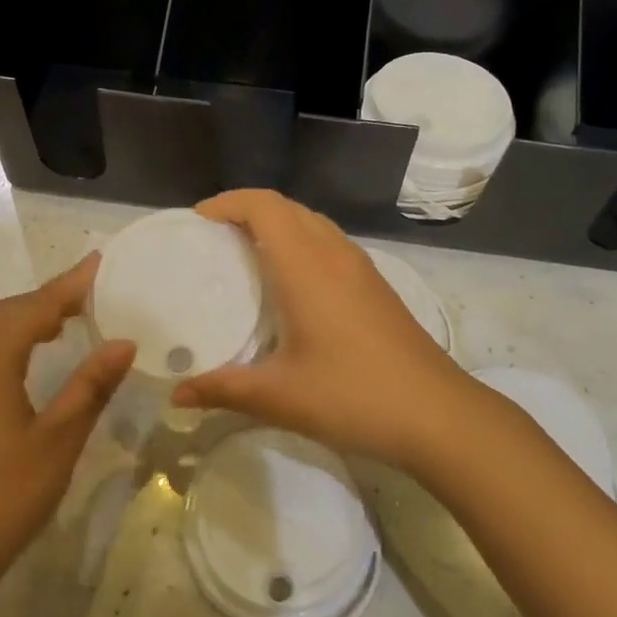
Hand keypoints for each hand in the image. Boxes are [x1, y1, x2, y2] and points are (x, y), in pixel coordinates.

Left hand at [0, 255, 134, 610]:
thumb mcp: (57, 440)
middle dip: (50, 297)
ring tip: (69, 318)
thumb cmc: (0, 495)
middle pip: (9, 312)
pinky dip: (13, 342)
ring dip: (29, 318)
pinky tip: (31, 362)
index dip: (71, 284)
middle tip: (92, 292)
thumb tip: (123, 342)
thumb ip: (90, 386)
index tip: (101, 262)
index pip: (36, 306)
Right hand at [172, 190, 475, 472]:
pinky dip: (300, 242)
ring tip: (246, 253)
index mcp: (307, 266)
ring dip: (277, 223)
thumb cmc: (354, 396)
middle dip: (247, 209)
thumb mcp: (280, 397)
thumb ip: (223, 390)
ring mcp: (361, 268)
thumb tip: (177, 394)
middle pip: (287, 207)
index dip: (228, 202)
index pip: (264, 206)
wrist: (439, 414)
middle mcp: (334, 254)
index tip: (197, 220)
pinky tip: (291, 284)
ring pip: (312, 222)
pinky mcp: (376, 286)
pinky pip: (329, 242)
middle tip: (213, 237)